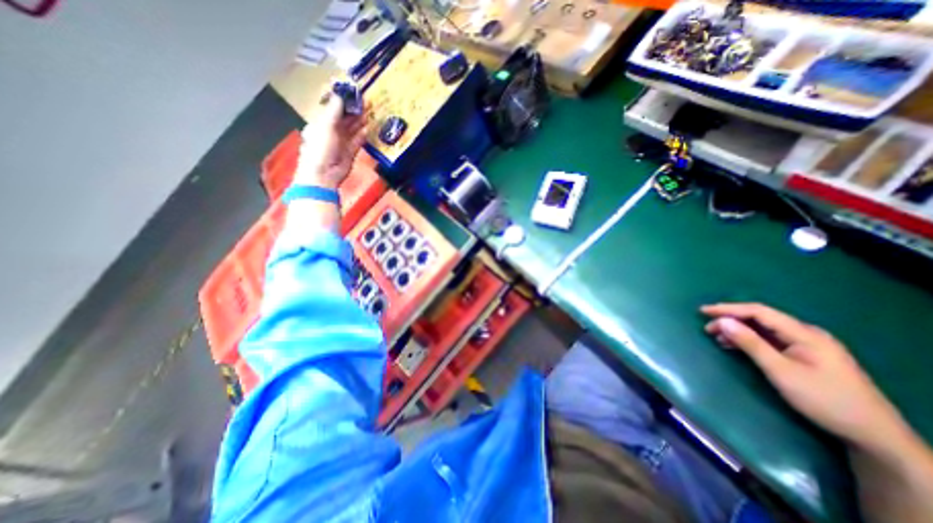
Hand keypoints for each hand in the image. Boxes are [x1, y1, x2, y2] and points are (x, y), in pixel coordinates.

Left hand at [298, 92, 371, 186]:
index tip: (351, 91)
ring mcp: (341, 143)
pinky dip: (362, 135)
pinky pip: (357, 141)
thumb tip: (340, 94)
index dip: (340, 99)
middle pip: (343, 118)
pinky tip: (369, 128)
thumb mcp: (325, 126)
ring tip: (370, 111)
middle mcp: (330, 131)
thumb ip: (334, 111)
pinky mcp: (350, 153)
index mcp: (320, 123)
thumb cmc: (320, 148)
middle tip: (365, 100)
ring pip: (352, 129)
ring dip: (359, 121)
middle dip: (353, 109)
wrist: (324, 174)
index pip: (331, 107)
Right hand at [701, 302, 912, 453]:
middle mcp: (806, 334)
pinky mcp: (806, 355)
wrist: (872, 435)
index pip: (758, 312)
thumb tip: (723, 321)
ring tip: (717, 338)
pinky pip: (771, 340)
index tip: (702, 311)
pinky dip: (750, 340)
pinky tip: (736, 346)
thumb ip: (751, 343)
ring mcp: (808, 345)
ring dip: (739, 331)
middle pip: (761, 319)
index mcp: (804, 333)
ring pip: (765, 330)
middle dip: (731, 320)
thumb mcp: (781, 371)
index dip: (728, 309)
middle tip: (707, 329)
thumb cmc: (823, 400)